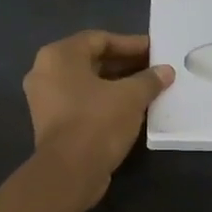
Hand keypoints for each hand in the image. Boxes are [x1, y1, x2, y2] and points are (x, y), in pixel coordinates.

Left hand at [24, 30, 172, 206]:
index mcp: (59, 56)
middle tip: (154, 68)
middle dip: (125, 64)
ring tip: (147, 88)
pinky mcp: (52, 123)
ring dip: (117, 84)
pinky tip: (131, 108)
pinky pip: (82, 102)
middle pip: (92, 60)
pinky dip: (105, 101)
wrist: (69, 172)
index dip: (130, 43)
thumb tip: (166, 71)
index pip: (100, 39)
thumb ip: (149, 79)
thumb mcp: (131, 97)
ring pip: (87, 83)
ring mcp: (45, 99)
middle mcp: (45, 72)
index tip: (155, 50)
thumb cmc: (98, 122)